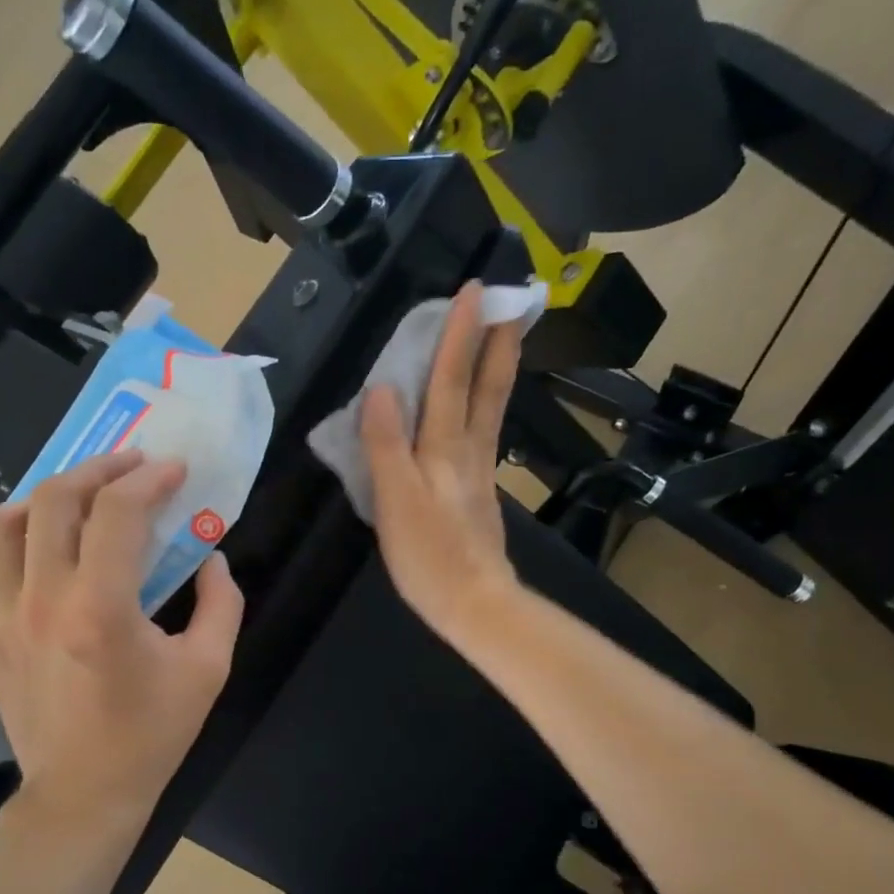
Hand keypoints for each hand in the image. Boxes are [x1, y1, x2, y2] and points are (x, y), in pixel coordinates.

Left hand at [0, 452, 244, 843]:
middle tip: (131, 467)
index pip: (119, 513)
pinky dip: (4, 543)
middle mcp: (42, 600)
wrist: (83, 796)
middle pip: (55, 500)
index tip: (174, 470)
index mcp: (101, 608)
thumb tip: (214, 560)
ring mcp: (3, 617)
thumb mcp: (208, 670)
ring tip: (77, 500)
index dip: (150, 479)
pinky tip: (35, 547)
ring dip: (43, 497)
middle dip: (99, 469)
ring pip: (1, 525)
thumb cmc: (150, 736)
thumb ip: (221, 605)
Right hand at [362, 281, 523, 641]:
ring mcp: (480, 473)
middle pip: (485, 388)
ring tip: (505, 340)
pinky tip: (483, 407)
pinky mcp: (481, 493)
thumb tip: (381, 388)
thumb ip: (386, 445)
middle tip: (513, 301)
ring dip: (497, 369)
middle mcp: (469, 452)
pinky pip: (484, 434)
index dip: (459, 335)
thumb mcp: (395, 501)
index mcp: (445, 449)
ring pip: (491, 409)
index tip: (475, 289)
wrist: (475, 604)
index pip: (450, 380)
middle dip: (496, 342)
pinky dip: (487, 406)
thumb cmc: (429, 556)